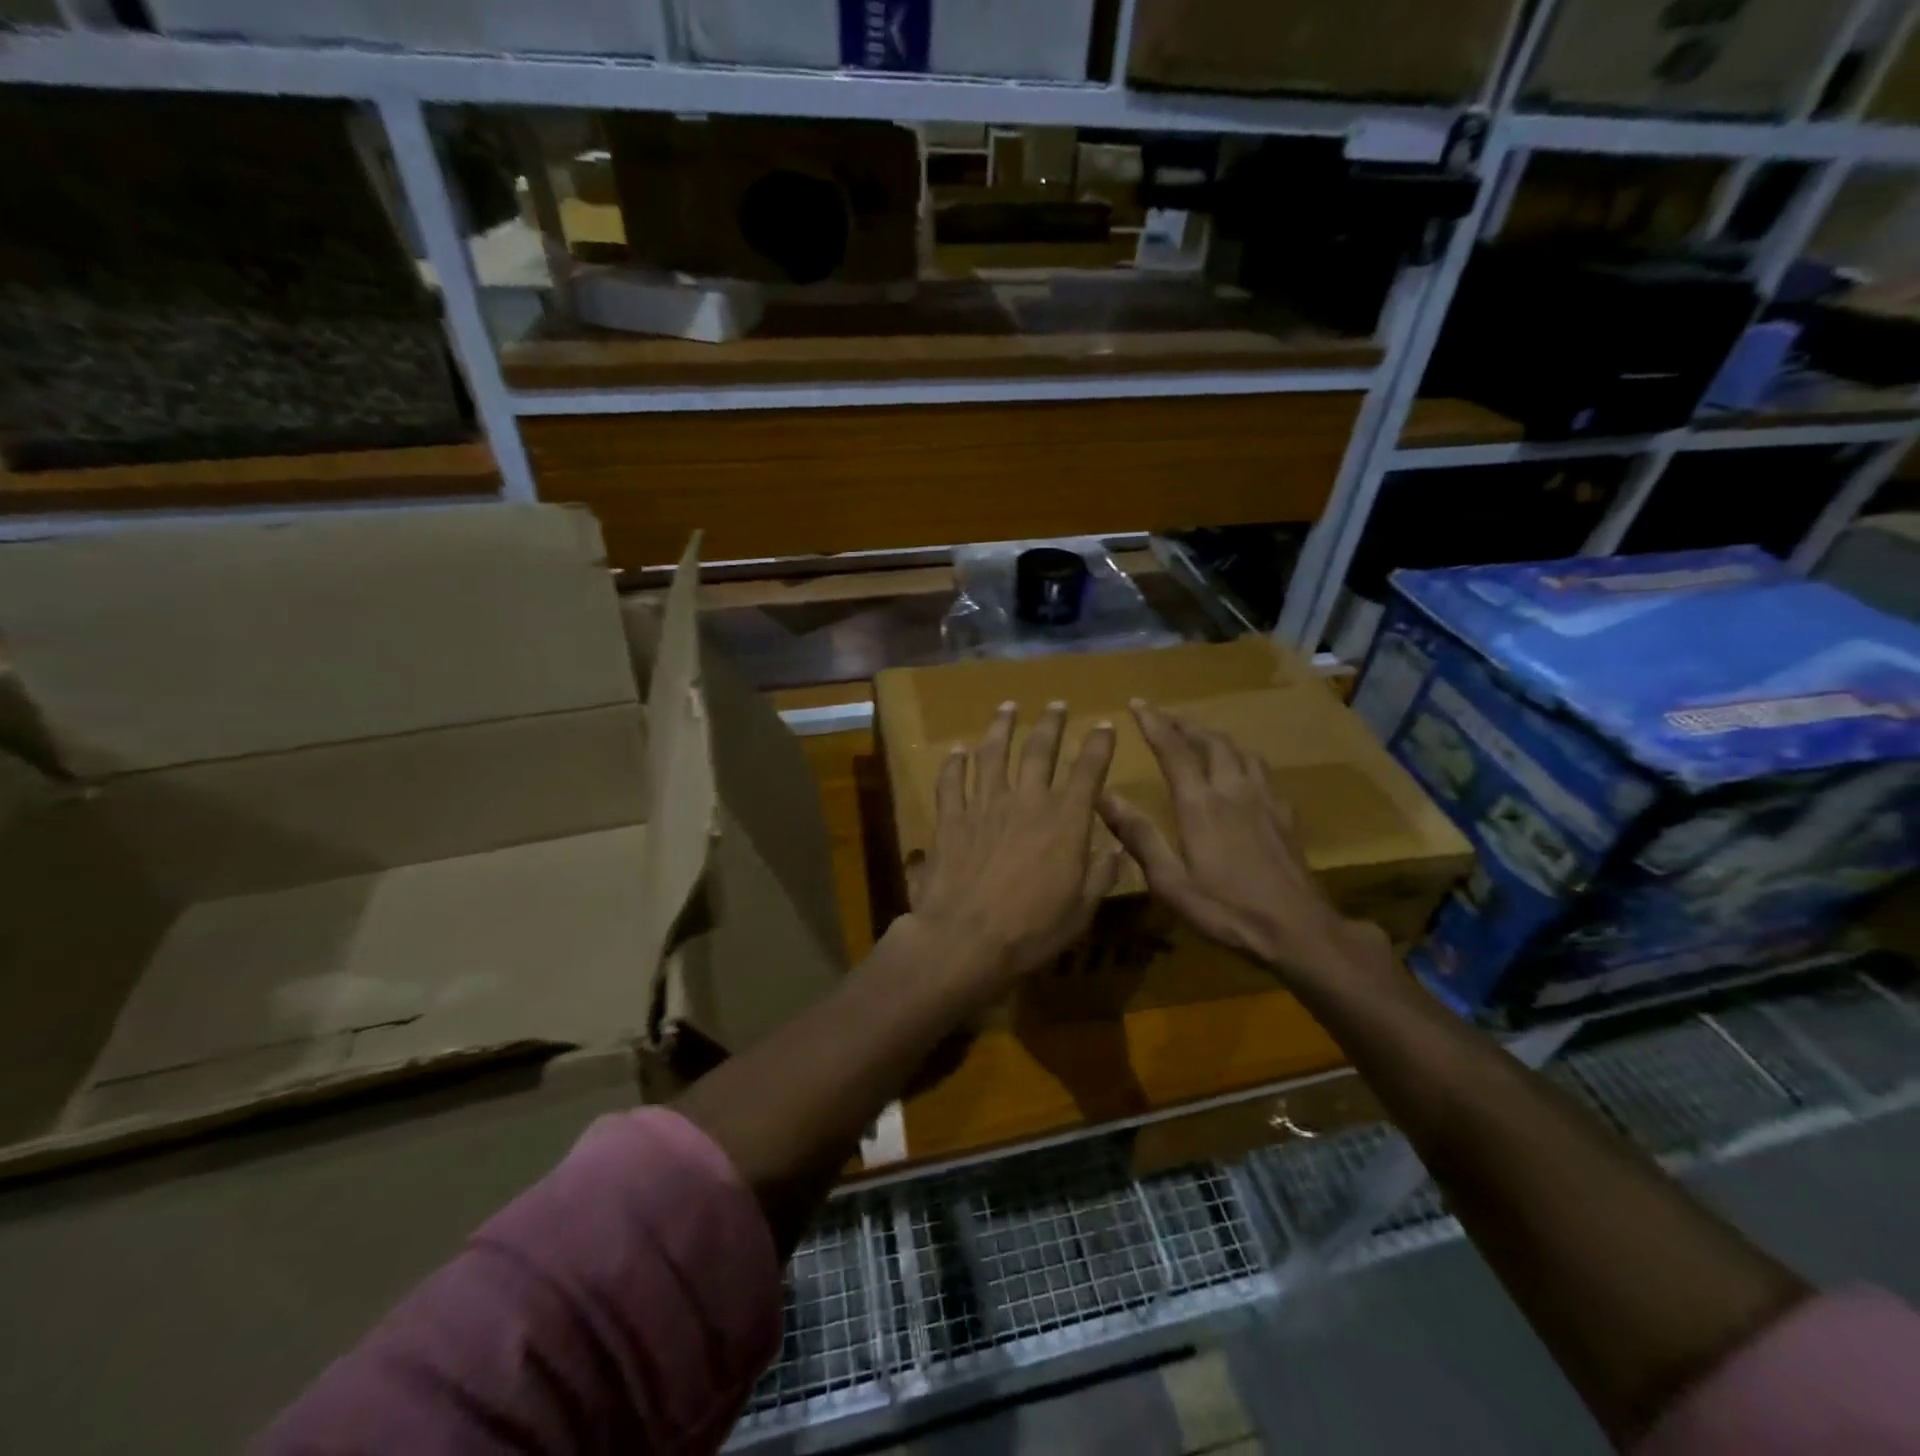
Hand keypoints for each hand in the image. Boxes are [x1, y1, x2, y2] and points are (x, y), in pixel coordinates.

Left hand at [902, 701, 1119, 1009]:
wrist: (965, 939)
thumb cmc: (1030, 930)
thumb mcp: (1081, 910)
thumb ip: (1101, 875)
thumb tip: (1115, 849)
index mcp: (1064, 821)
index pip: (1088, 771)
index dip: (1098, 745)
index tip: (1104, 725)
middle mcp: (1026, 801)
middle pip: (1039, 750)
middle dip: (1051, 724)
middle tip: (1056, 704)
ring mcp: (984, 805)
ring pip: (993, 754)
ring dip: (1002, 727)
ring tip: (1008, 707)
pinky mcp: (951, 817)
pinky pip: (951, 781)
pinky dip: (954, 763)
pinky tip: (957, 751)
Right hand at [1097, 700, 1389, 986]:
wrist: (1298, 930)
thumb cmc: (1226, 909)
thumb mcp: (1170, 882)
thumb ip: (1138, 836)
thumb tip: (1103, 796)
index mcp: (1200, 804)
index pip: (1173, 749)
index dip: (1154, 723)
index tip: (1137, 704)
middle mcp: (1233, 790)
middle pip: (1211, 740)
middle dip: (1185, 723)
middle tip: (1165, 715)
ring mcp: (1265, 800)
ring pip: (1241, 750)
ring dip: (1215, 737)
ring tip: (1200, 736)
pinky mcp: (1285, 815)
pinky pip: (1262, 771)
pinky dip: (1242, 759)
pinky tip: (1241, 774)